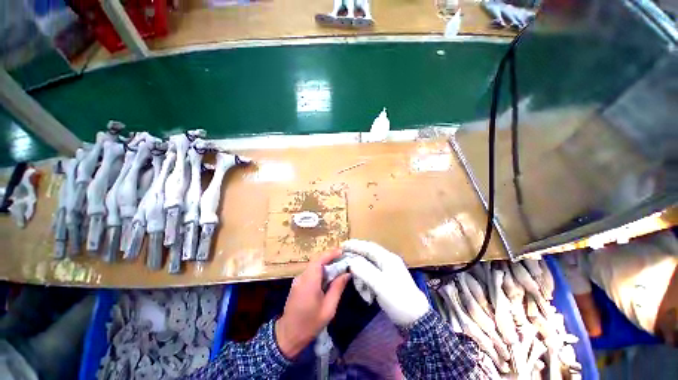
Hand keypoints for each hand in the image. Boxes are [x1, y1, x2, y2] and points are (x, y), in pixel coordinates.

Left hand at [275, 249, 350, 358]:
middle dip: (330, 257)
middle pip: (316, 261)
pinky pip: (310, 272)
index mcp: (309, 282)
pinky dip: (320, 270)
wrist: (288, 336)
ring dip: (325, 264)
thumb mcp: (329, 308)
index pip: (319, 260)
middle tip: (343, 259)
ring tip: (338, 267)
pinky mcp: (297, 284)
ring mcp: (298, 280)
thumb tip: (347, 273)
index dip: (331, 253)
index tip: (342, 252)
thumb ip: (337, 288)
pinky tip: (328, 277)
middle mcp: (302, 277)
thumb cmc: (310, 324)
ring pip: (313, 265)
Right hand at [343, 239, 429, 325]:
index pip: (368, 246)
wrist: (416, 319)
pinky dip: (366, 284)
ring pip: (367, 267)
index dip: (355, 245)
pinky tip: (368, 295)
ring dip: (361, 278)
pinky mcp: (386, 279)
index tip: (342, 246)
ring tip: (363, 292)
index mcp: (387, 258)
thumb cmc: (398, 300)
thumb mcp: (380, 285)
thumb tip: (351, 262)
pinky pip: (371, 276)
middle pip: (367, 256)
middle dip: (357, 265)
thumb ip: (364, 271)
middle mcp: (387, 261)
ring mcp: (387, 270)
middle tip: (347, 271)